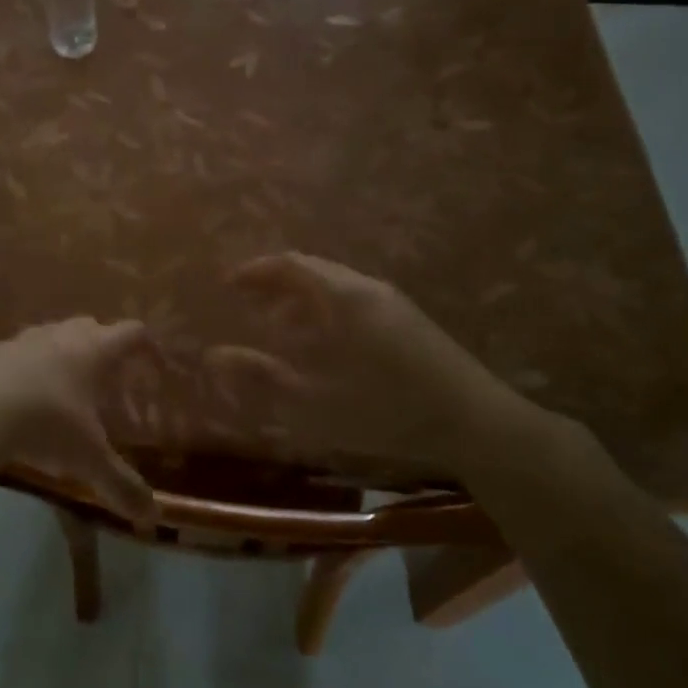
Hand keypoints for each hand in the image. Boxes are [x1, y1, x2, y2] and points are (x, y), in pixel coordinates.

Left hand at [0, 318, 156, 518]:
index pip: (131, 333)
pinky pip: (15, 355)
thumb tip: (152, 515)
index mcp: (93, 350)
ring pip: (51, 336)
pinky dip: (25, 370)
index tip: (155, 365)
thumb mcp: (87, 459)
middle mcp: (60, 336)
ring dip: (62, 355)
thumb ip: (120, 484)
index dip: (147, 347)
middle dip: (103, 347)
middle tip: (108, 379)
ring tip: (63, 390)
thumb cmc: (43, 423)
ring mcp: (21, 340)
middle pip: (90, 326)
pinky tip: (18, 400)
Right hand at [208, 252, 556, 481]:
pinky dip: (326, 308)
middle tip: (247, 302)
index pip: (290, 264)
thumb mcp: (313, 398)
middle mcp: (367, 287)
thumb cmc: (384, 409)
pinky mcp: (408, 319)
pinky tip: (324, 343)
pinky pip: (354, 298)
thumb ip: (261, 374)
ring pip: (335, 284)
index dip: (255, 270)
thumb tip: (212, 355)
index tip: (228, 284)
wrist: (475, 423)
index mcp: (342, 297)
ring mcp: (392, 301)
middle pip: (313, 269)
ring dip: (302, 297)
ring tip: (279, 326)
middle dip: (276, 282)